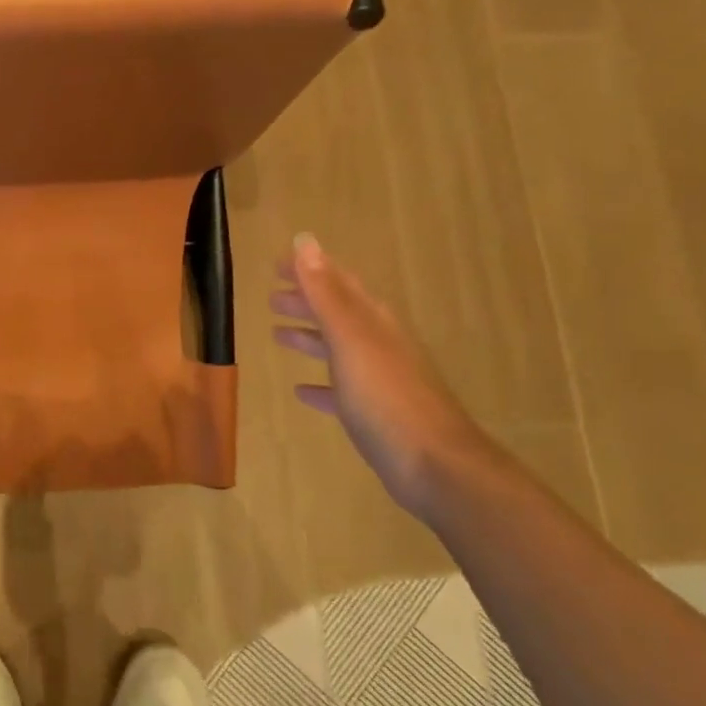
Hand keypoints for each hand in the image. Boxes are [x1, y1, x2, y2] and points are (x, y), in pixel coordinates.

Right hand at [271, 233, 495, 515]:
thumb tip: (304, 240)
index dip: (308, 270)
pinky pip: (340, 390)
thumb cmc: (386, 397)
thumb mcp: (350, 339)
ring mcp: (379, 380)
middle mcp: (379, 344)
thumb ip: (325, 293)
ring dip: (309, 338)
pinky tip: (301, 390)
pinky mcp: (375, 414)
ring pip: (338, 349)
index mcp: (372, 322)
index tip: (276, 264)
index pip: (337, 283)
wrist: (434, 464)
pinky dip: (320, 384)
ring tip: (278, 334)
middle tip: (272, 297)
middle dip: (306, 301)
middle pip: (338, 314)